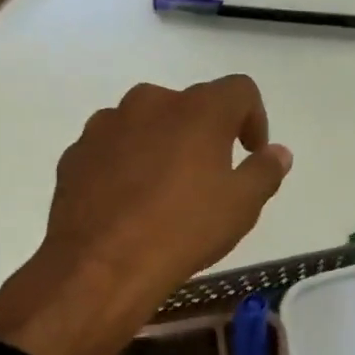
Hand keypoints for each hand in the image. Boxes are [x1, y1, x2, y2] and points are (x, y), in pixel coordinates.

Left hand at [0, 76, 291, 354]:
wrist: (101, 265)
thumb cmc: (184, 229)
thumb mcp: (242, 205)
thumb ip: (265, 171)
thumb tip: (278, 152)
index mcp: (199, 109)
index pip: (240, 90)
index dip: (254, 118)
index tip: (251, 153)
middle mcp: (151, 102)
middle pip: (190, 105)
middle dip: (206, 133)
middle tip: (211, 176)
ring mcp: (107, 124)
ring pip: (148, 124)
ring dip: (164, 145)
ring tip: (167, 191)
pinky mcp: (77, 151)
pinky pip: (114, 147)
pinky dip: (128, 163)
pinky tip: (131, 202)